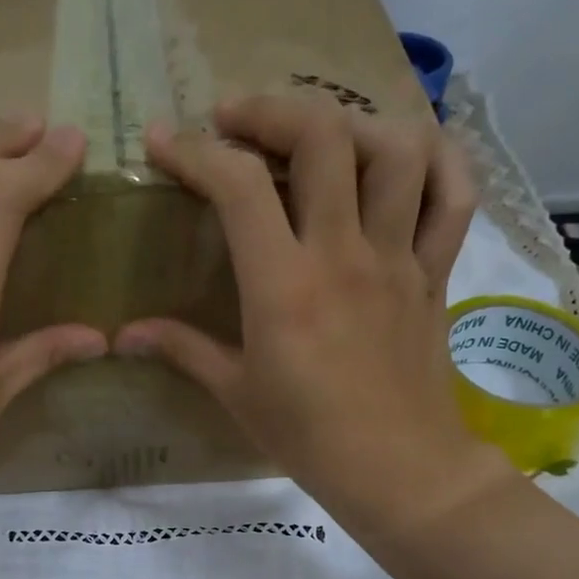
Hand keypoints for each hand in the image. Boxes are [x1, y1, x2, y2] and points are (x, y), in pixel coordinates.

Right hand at [115, 96, 519, 541]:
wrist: (397, 470)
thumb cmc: (308, 437)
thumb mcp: (236, 394)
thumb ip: (181, 350)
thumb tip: (124, 334)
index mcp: (284, 287)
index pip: (238, 187)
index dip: (193, 152)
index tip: (162, 142)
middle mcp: (344, 254)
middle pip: (323, 137)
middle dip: (271, 109)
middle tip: (237, 119)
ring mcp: (399, 257)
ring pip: (397, 149)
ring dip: (352, 123)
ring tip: (317, 137)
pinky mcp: (435, 271)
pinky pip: (455, 194)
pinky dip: (437, 157)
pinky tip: (404, 155)